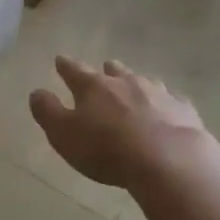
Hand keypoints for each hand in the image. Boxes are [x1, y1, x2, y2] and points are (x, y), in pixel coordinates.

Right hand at [29, 56, 216, 189]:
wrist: (168, 160)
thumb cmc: (106, 149)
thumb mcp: (63, 134)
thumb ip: (48, 111)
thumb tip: (37, 92)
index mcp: (93, 86)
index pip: (74, 70)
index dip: (65, 66)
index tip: (60, 60)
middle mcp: (125, 82)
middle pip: (113, 70)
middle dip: (106, 71)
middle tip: (103, 70)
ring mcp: (158, 93)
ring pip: (143, 81)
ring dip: (135, 84)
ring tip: (134, 89)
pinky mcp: (183, 110)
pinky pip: (172, 101)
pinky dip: (165, 104)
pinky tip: (168, 110)